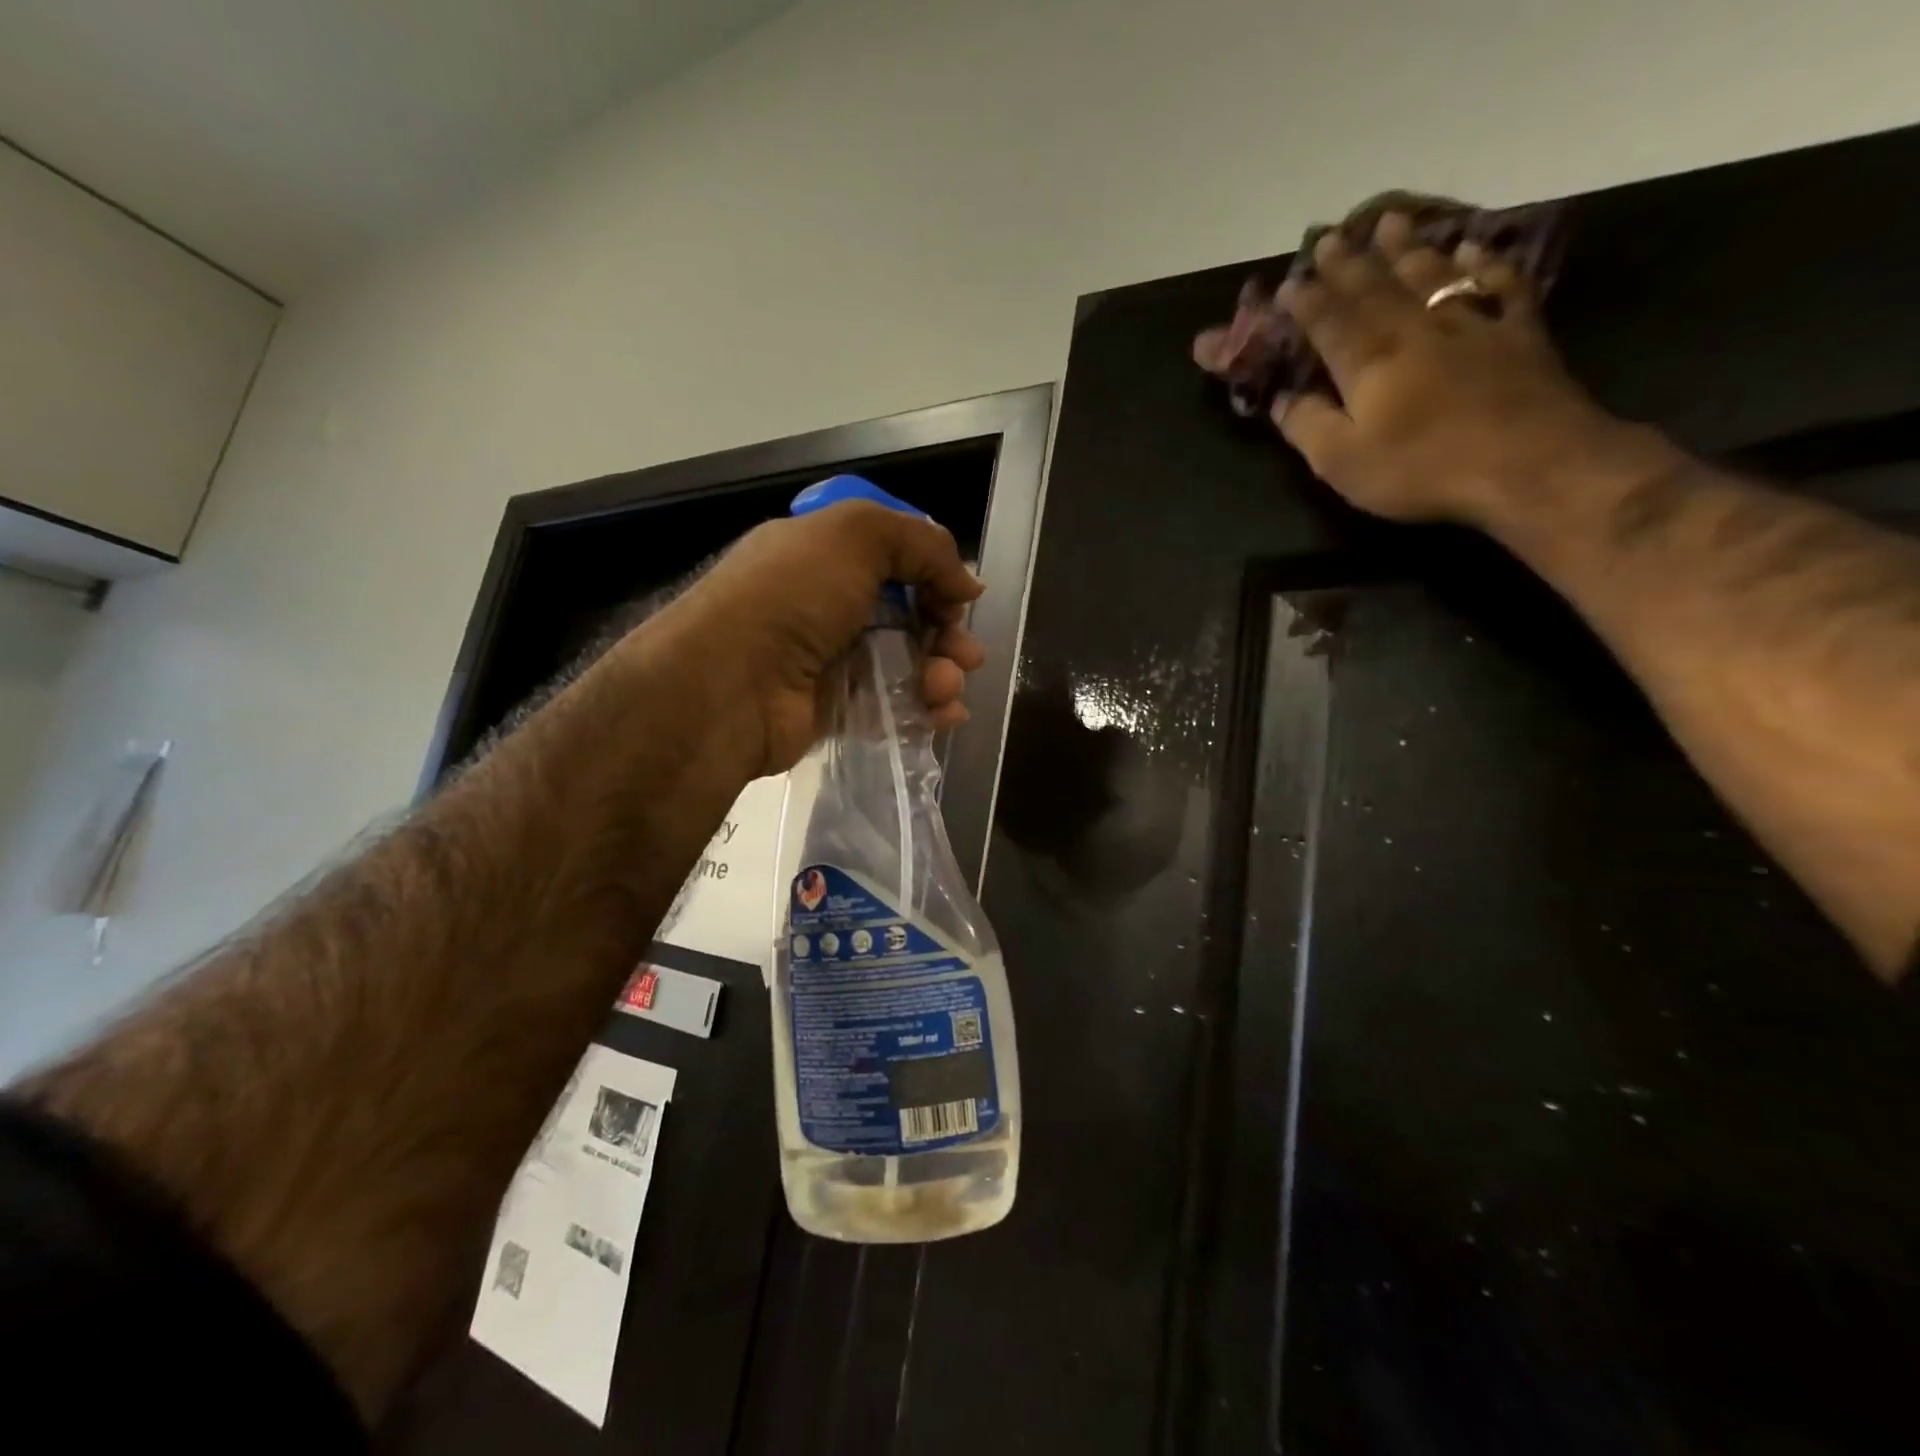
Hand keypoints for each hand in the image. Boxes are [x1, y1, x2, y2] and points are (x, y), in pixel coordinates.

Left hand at [657, 500, 985, 776]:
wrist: (727, 686)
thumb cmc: (791, 597)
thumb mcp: (857, 536)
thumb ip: (922, 545)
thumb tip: (967, 583)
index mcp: (823, 556)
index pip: (893, 560)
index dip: (932, 576)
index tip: (957, 597)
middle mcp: (824, 606)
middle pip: (907, 617)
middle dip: (946, 633)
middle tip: (966, 654)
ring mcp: (827, 662)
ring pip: (904, 665)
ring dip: (939, 675)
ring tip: (946, 687)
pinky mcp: (832, 712)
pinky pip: (889, 708)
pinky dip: (922, 712)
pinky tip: (943, 718)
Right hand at [1199, 210, 1619, 524]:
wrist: (1528, 463)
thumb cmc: (1421, 468)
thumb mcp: (1342, 462)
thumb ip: (1307, 426)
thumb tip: (1280, 399)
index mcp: (1368, 362)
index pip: (1328, 322)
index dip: (1306, 302)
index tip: (1288, 283)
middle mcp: (1415, 330)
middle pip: (1376, 287)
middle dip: (1348, 263)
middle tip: (1329, 236)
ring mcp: (1471, 325)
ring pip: (1431, 275)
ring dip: (1407, 248)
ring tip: (1389, 221)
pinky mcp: (1518, 334)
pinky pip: (1498, 285)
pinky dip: (1484, 263)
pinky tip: (1473, 248)